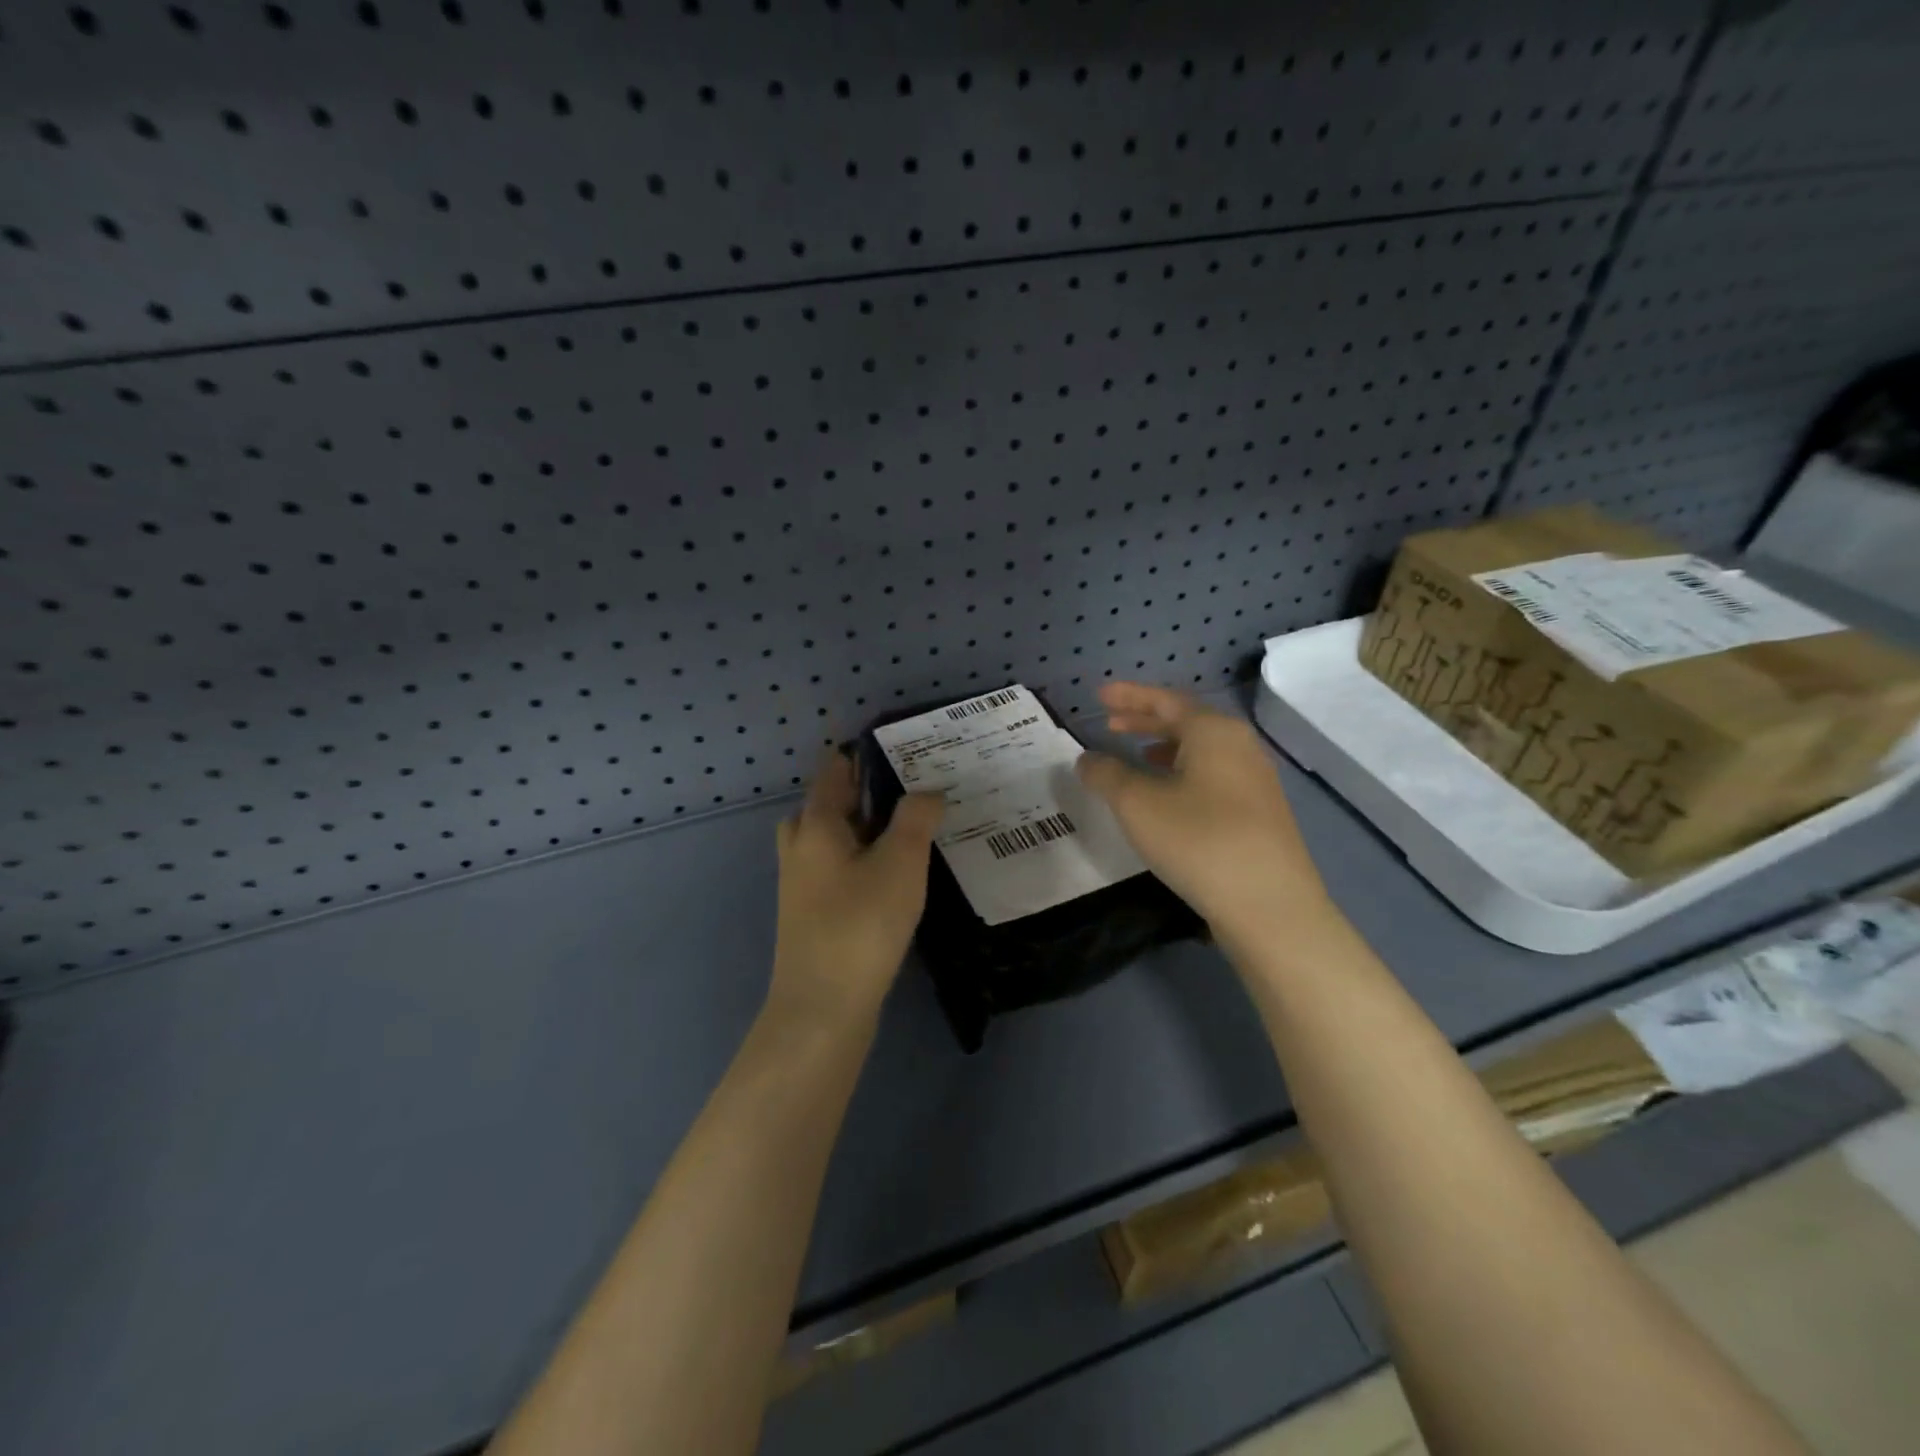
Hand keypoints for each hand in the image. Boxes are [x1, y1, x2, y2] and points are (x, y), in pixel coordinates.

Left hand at [770, 751, 944, 1026]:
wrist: (822, 1008)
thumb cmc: (860, 924)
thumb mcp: (900, 862)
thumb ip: (915, 817)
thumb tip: (927, 790)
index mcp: (816, 823)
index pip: (837, 768)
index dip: (868, 753)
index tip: (909, 749)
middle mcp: (801, 844)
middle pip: (834, 801)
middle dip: (872, 790)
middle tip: (919, 788)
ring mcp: (803, 880)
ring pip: (838, 837)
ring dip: (872, 827)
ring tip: (915, 826)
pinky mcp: (813, 911)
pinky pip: (841, 866)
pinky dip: (866, 857)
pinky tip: (897, 871)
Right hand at [1075, 683, 1332, 944]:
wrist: (1269, 906)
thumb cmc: (1198, 840)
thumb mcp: (1138, 804)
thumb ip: (1107, 774)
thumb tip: (1087, 759)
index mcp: (1214, 731)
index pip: (1165, 700)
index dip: (1129, 696)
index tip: (1099, 694)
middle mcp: (1240, 746)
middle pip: (1186, 722)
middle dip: (1145, 719)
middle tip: (1110, 722)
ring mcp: (1255, 780)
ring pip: (1200, 750)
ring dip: (1164, 746)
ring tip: (1136, 754)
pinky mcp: (1258, 812)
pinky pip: (1212, 775)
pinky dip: (1182, 772)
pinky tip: (1167, 795)